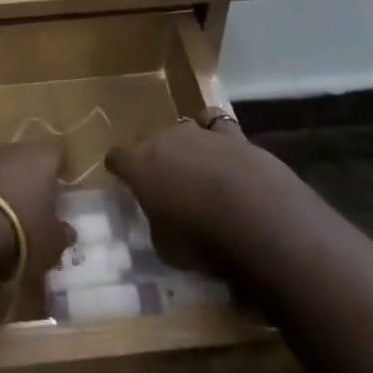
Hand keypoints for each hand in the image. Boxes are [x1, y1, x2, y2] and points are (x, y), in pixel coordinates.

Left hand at [0, 144, 69, 278]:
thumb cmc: (19, 233)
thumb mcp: (50, 244)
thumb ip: (61, 234)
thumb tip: (67, 230)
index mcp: (40, 160)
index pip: (58, 154)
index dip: (61, 169)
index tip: (62, 186)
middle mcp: (8, 150)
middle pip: (22, 157)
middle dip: (26, 177)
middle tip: (30, 202)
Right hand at [107, 119, 284, 276]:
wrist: (256, 212)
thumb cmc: (201, 235)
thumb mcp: (166, 248)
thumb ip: (156, 226)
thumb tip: (160, 220)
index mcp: (139, 164)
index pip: (116, 157)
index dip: (119, 169)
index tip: (122, 181)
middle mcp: (164, 139)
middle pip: (149, 141)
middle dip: (152, 159)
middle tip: (162, 184)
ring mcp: (199, 132)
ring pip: (181, 130)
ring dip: (184, 148)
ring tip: (194, 170)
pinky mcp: (233, 135)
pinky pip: (216, 125)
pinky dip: (215, 134)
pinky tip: (221, 148)